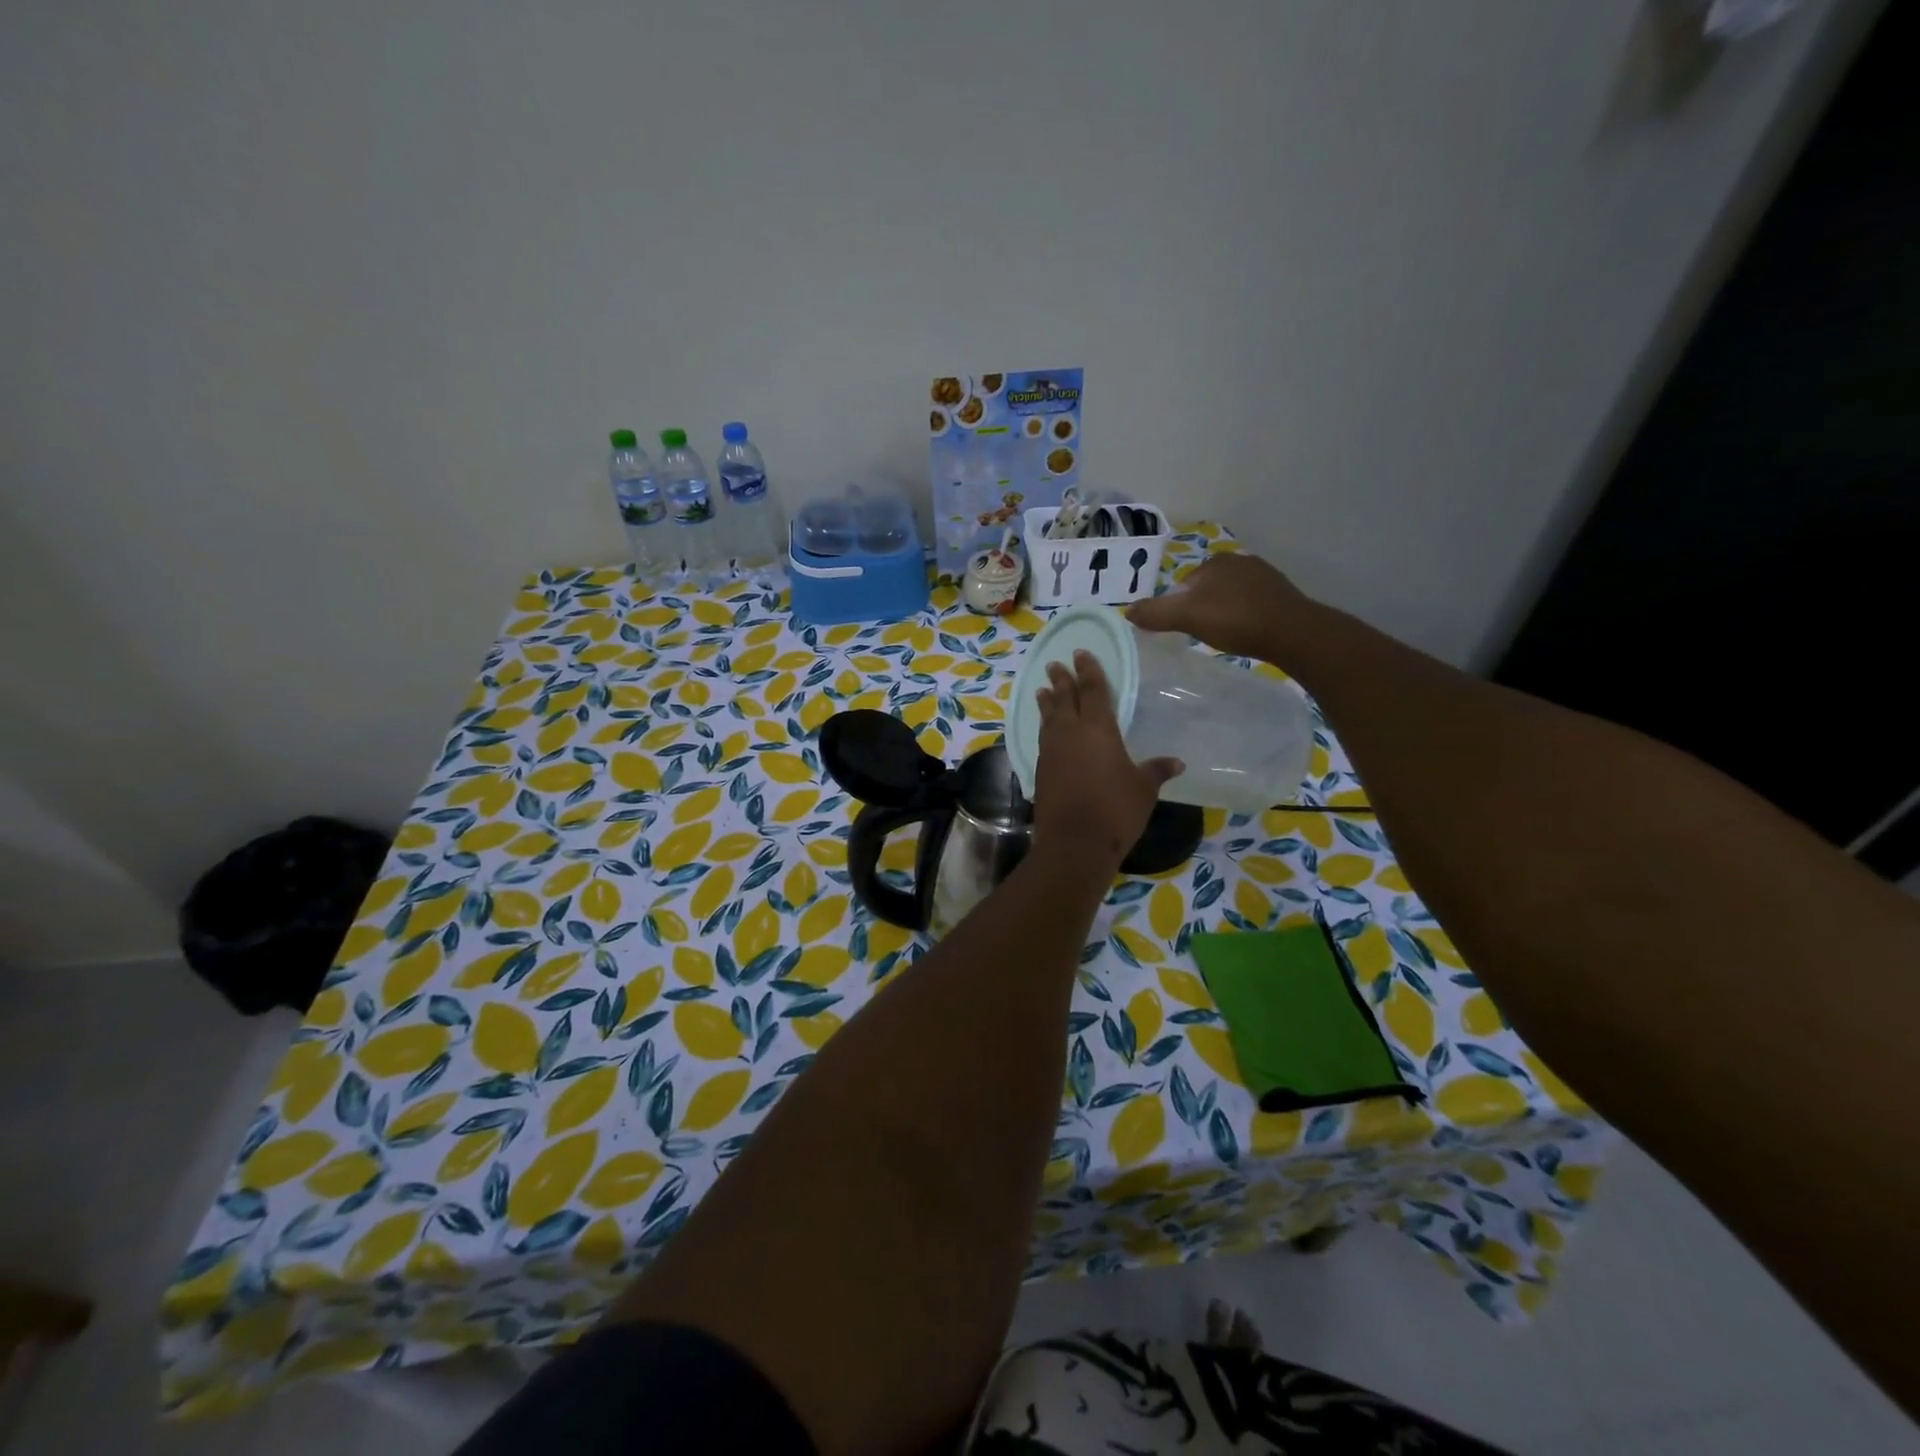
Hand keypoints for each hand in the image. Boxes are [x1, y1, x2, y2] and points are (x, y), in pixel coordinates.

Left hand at [1032, 650, 1181, 865]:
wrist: (1074, 842)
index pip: (1093, 690)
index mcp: (1098, 728)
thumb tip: (1176, 762)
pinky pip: (1043, 738)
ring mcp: (1051, 751)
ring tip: (1043, 689)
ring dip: (1047, 702)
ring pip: (1048, 717)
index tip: (1081, 653)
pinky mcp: (1041, 769)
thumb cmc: (1115, 810)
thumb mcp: (1143, 789)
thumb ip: (1156, 771)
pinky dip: (1044, 726)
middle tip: (1056, 664)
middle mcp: (1070, 732)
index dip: (1089, 670)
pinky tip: (1046, 729)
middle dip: (1062, 680)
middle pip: (1064, 698)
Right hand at [1127, 552, 1311, 659]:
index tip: (1183, 628)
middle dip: (1202, 608)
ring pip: (1230, 596)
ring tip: (1224, 636)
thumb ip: (1156, 613)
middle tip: (1201, 634)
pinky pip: (1251, 604)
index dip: (1179, 606)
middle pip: (1207, 589)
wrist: (1291, 632)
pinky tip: (1246, 634)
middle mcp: (1240, 561)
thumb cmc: (1235, 620)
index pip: (1185, 583)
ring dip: (1224, 613)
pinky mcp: (1281, 595)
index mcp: (1215, 561)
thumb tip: (1126, 611)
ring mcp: (1264, 576)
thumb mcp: (1187, 617)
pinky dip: (1244, 617)